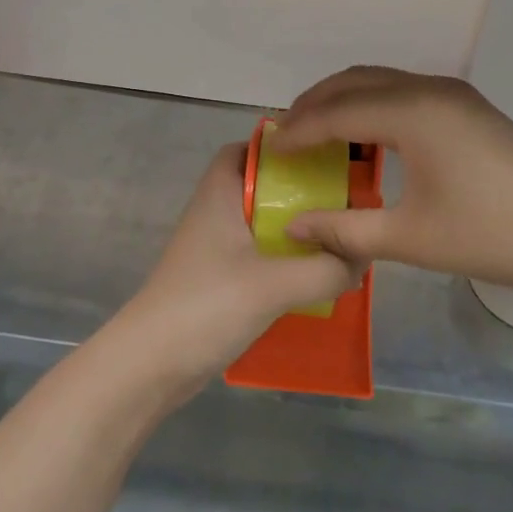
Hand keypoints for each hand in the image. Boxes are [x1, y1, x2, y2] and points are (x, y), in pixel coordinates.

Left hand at [114, 143, 356, 384]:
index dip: (280, 147)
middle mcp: (214, 213)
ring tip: (338, 240)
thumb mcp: (274, 284)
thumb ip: (325, 268)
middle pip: (260, 187)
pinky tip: (313, 278)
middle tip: (342, 202)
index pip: (246, 149)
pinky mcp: (218, 281)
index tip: (322, 156)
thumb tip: (361, 259)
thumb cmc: (207, 304)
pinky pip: (258, 257)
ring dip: (295, 231)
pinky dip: (284, 261)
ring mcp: (214, 249)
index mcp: (219, 193)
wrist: (151, 364)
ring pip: (261, 225)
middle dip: (299, 192)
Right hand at [270, 66, 512, 295]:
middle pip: (355, 81)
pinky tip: (365, 134)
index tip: (271, 147)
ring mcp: (453, 93)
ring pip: (381, 80)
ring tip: (317, 130)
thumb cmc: (486, 236)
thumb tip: (293, 226)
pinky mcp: (467, 104)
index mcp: (414, 113)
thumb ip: (344, 229)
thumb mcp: (408, 237)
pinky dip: (372, 102)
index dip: (300, 129)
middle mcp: (430, 89)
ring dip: (344, 98)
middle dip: (316, 102)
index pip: (338, 112)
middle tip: (288, 132)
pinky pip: (403, 89)